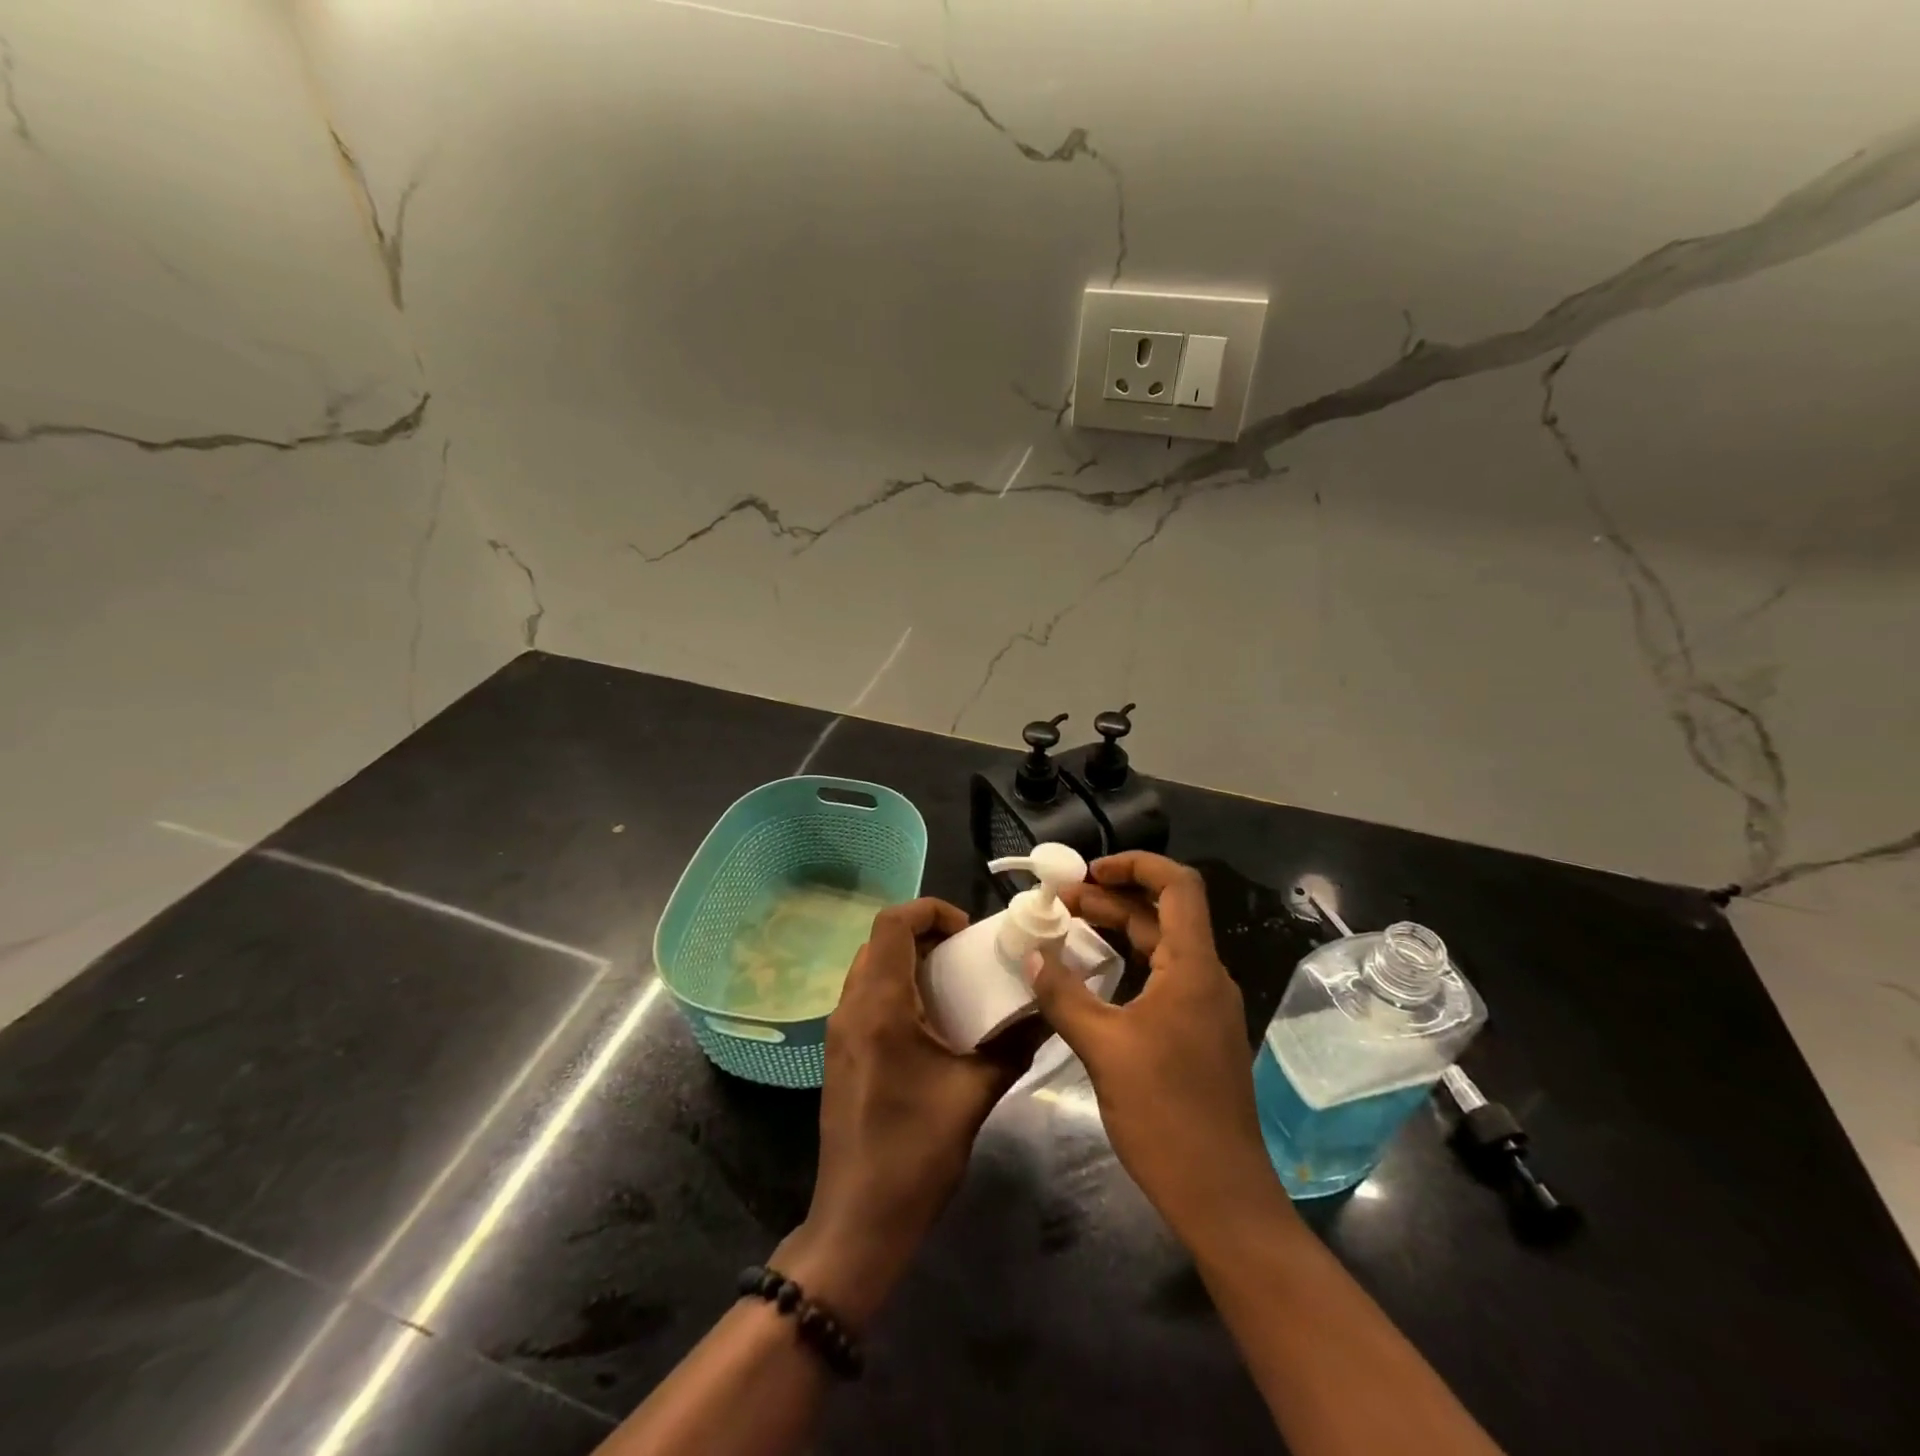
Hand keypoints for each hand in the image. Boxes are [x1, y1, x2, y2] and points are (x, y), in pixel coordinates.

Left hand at [782, 898, 1034, 1324]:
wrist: (859, 1221)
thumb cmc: (916, 1153)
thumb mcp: (975, 1094)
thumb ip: (1013, 1046)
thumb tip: (1046, 1014)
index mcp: (880, 1006)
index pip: (892, 923)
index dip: (931, 910)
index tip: (969, 932)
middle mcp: (851, 1007)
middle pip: (880, 940)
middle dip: (926, 934)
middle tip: (968, 954)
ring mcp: (839, 1031)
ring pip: (871, 967)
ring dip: (910, 961)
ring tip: (955, 984)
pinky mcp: (840, 1053)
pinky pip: (866, 996)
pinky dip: (897, 987)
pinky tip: (932, 1022)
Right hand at [1030, 853, 1284, 1237]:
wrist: (1223, 1198)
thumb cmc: (1166, 1115)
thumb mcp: (1104, 1049)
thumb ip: (1064, 995)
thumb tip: (1031, 954)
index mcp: (1194, 968)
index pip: (1178, 885)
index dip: (1136, 864)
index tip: (1087, 873)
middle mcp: (1207, 977)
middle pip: (1163, 913)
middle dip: (1111, 899)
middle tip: (1058, 902)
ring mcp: (1205, 1008)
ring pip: (1162, 947)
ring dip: (1119, 930)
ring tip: (1068, 928)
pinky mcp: (1198, 1034)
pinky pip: (1163, 978)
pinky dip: (1128, 964)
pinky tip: (1095, 978)